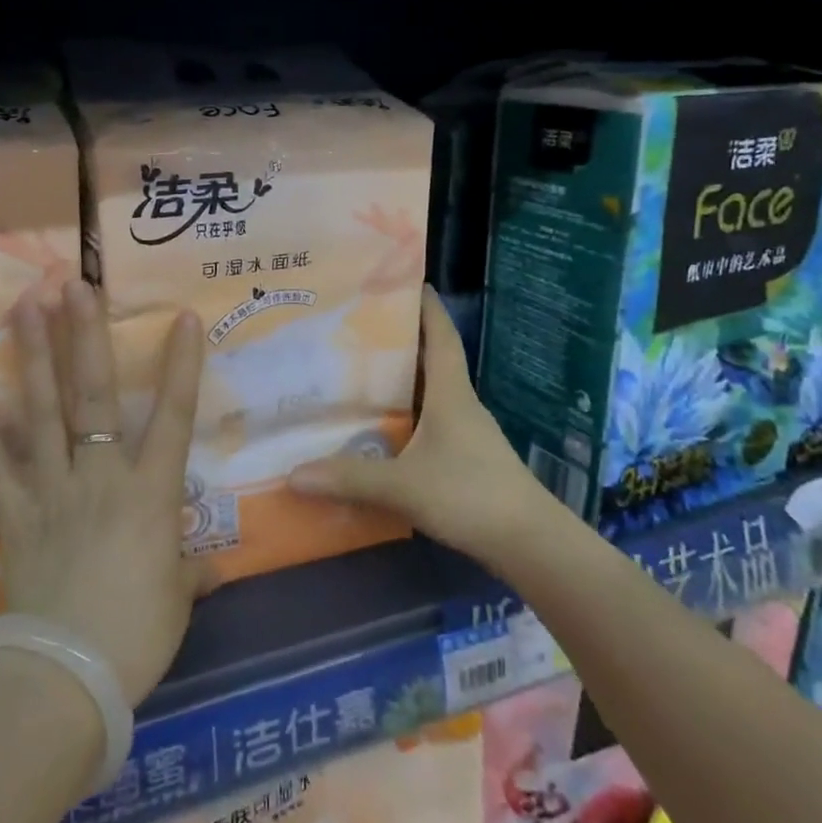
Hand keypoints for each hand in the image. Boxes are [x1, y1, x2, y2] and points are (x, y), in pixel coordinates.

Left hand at [0, 279, 204, 704]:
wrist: (62, 679)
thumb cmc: (135, 637)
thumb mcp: (177, 600)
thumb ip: (192, 572)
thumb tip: (212, 566)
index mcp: (150, 494)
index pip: (174, 417)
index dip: (181, 366)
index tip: (182, 318)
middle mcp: (100, 477)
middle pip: (94, 396)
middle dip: (86, 336)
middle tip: (74, 284)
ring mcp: (52, 490)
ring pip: (42, 413)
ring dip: (34, 358)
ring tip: (24, 309)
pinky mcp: (14, 515)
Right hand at [290, 284, 550, 565]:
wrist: (528, 543)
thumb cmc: (470, 495)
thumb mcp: (404, 486)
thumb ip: (350, 478)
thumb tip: (292, 473)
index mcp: (451, 393)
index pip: (441, 335)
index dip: (426, 306)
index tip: (405, 280)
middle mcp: (459, 404)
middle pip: (430, 359)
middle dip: (399, 339)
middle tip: (356, 326)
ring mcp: (464, 432)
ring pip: (428, 393)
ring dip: (400, 380)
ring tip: (356, 370)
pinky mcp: (463, 458)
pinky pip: (427, 423)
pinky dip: (404, 416)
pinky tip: (378, 428)